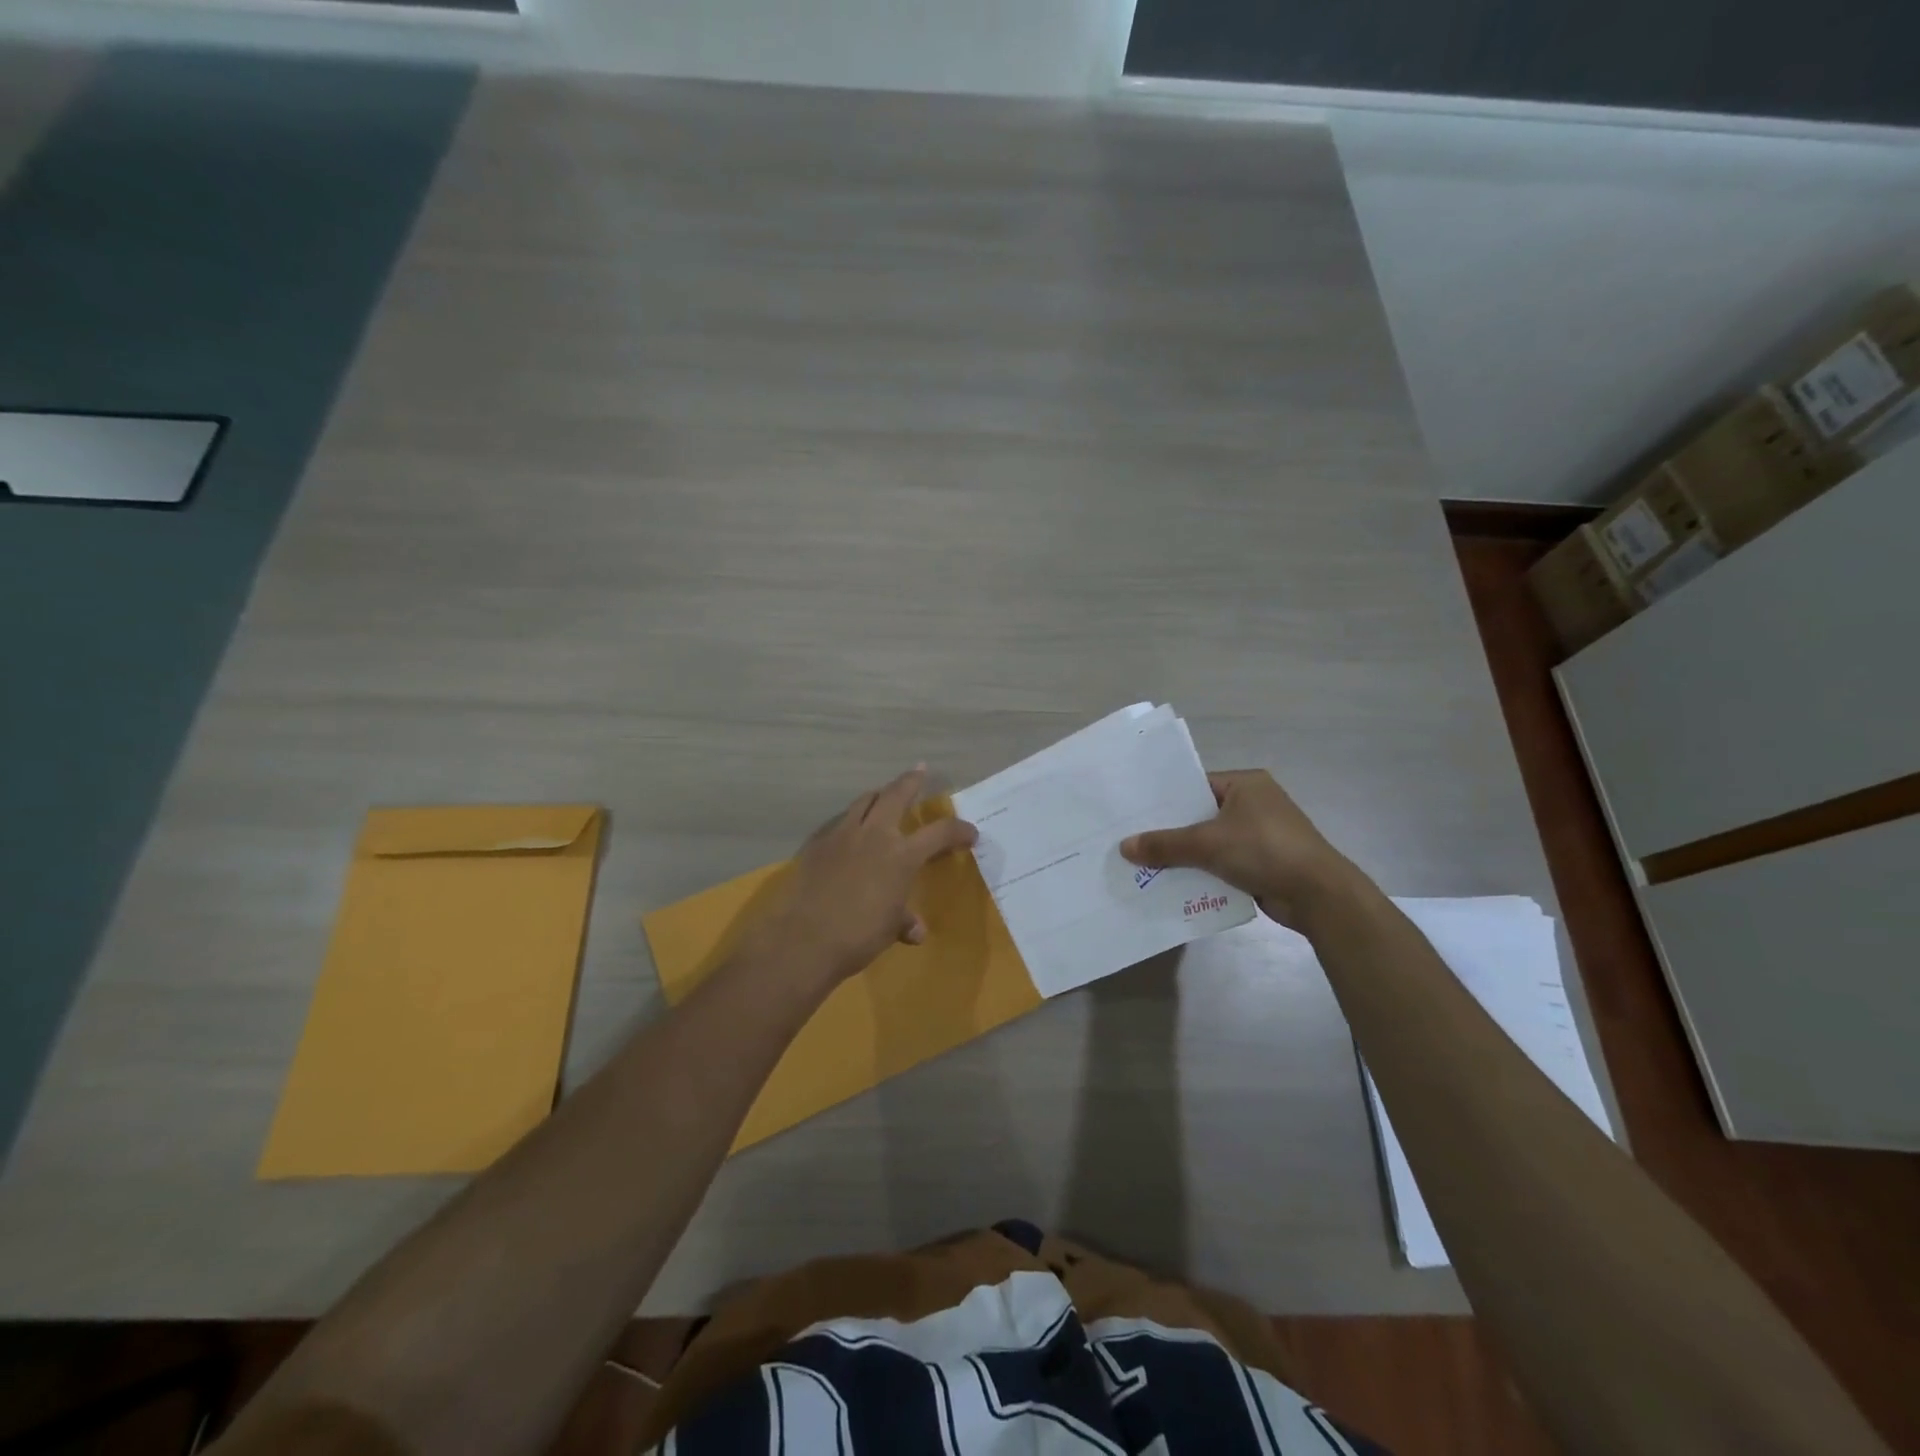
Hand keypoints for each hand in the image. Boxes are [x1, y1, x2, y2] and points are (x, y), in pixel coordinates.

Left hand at [743, 767, 977, 988]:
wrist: (805, 939)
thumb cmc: (858, 935)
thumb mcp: (890, 929)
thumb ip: (904, 921)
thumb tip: (916, 930)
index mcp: (901, 855)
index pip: (940, 833)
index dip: (959, 830)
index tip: (970, 833)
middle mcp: (875, 835)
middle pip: (896, 794)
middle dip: (911, 780)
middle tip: (920, 771)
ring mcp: (842, 835)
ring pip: (864, 800)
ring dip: (878, 795)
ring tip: (883, 795)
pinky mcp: (817, 843)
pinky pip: (839, 821)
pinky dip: (850, 820)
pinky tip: (849, 832)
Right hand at [1120, 769, 1358, 928]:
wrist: (1318, 895)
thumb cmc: (1264, 850)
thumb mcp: (1207, 843)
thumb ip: (1165, 844)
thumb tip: (1124, 847)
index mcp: (1246, 784)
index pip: (1195, 785)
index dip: (1165, 800)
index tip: (1134, 812)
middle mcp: (1254, 804)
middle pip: (1200, 815)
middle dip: (1170, 831)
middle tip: (1132, 839)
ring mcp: (1260, 834)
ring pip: (1210, 841)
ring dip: (1184, 855)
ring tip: (1144, 863)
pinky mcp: (1262, 862)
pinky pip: (1222, 862)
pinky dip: (1202, 872)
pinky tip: (1172, 883)